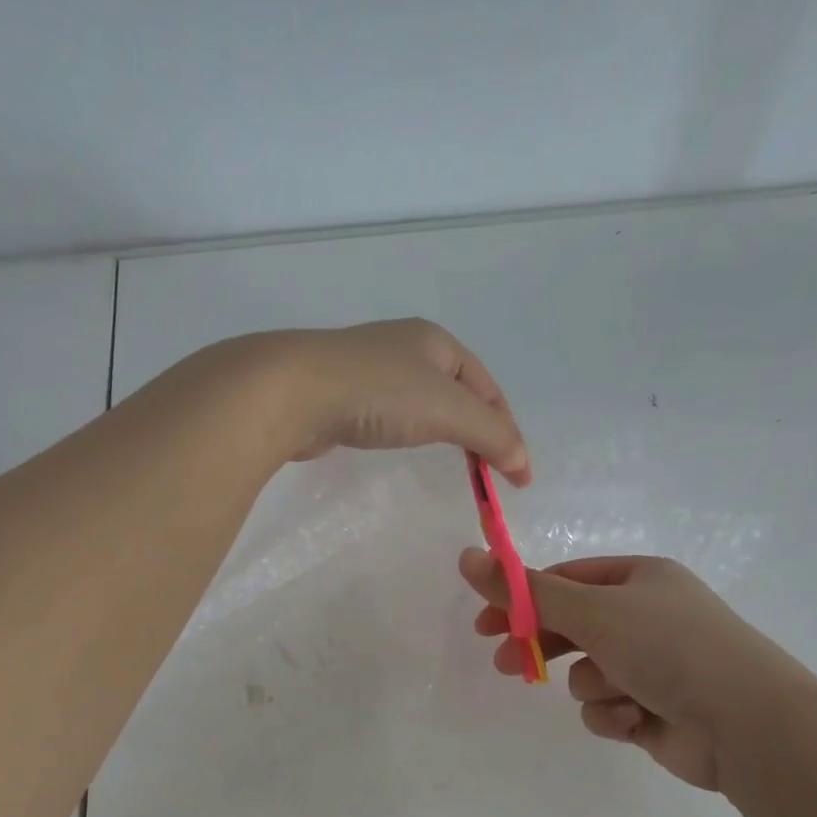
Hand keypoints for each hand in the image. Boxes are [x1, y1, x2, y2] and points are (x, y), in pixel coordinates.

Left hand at [223, 319, 530, 484]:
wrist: (294, 391)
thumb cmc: (380, 392)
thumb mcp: (448, 409)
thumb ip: (491, 435)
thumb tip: (522, 462)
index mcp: (437, 341)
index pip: (488, 388)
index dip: (507, 430)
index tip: (518, 474)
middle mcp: (406, 348)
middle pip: (458, 393)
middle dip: (478, 429)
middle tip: (489, 470)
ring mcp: (371, 369)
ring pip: (423, 403)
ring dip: (444, 430)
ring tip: (454, 461)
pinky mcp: (343, 394)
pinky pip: (390, 414)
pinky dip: (409, 432)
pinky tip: (402, 445)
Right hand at [458, 551, 798, 791]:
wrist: (745, 722)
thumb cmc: (668, 647)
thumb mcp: (591, 610)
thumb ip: (526, 591)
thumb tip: (467, 556)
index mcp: (639, 579)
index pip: (565, 580)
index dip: (522, 599)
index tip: (486, 622)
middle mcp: (646, 616)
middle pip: (573, 627)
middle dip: (543, 647)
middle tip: (503, 662)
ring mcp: (652, 665)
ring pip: (588, 673)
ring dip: (593, 685)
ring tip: (620, 692)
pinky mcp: (654, 709)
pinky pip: (608, 707)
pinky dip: (615, 714)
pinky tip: (639, 719)